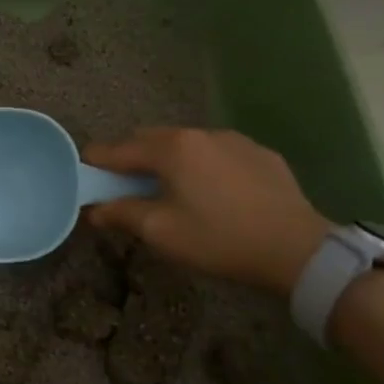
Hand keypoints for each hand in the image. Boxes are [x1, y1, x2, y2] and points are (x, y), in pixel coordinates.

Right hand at [83, 127, 330, 296]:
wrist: (298, 249)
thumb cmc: (219, 239)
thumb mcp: (161, 232)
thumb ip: (121, 214)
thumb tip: (94, 209)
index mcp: (171, 148)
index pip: (117, 149)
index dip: (95, 164)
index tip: (85, 179)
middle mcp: (200, 133)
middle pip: (150, 139)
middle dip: (131, 160)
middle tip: (126, 190)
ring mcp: (234, 140)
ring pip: (185, 144)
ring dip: (168, 161)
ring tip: (171, 192)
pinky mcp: (260, 154)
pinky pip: (216, 153)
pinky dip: (201, 167)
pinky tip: (212, 195)